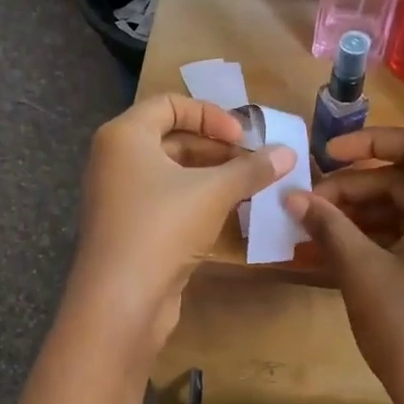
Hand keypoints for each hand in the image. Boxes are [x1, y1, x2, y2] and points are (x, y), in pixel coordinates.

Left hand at [69, 95, 293, 351]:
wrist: (121, 299)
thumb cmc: (162, 227)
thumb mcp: (214, 192)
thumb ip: (252, 169)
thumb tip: (288, 153)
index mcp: (124, 136)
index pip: (170, 104)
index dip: (211, 115)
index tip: (244, 138)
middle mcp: (114, 159)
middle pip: (171, 138)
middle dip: (216, 147)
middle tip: (254, 163)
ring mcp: (118, 196)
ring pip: (170, 172)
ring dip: (210, 176)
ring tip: (248, 187)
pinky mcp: (127, 228)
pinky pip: (165, 200)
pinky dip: (195, 200)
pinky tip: (228, 213)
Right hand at [286, 127, 403, 403]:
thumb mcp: (362, 272)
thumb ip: (328, 226)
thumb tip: (292, 196)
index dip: (369, 142)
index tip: (325, 155)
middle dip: (353, 188)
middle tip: (308, 206)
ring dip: (358, 215)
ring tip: (313, 230)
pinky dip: (374, 240)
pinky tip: (333, 253)